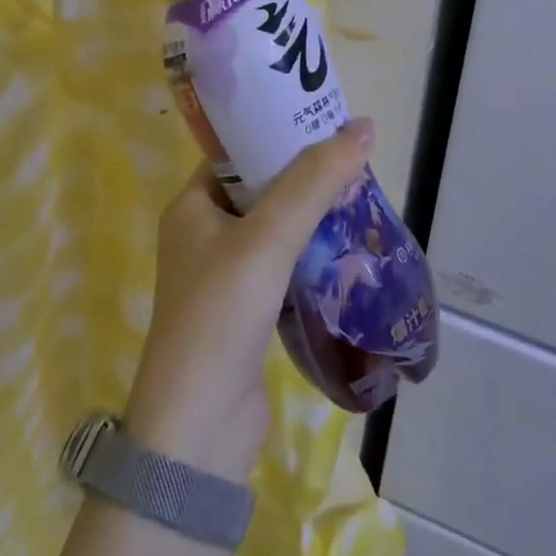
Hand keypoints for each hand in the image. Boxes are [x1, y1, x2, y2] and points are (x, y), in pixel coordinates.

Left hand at [124, 120, 375, 483]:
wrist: (199, 434)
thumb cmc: (221, 315)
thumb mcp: (268, 236)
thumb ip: (314, 181)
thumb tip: (363, 126)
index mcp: (192, 206)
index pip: (239, 152)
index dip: (279, 132)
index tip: (324, 121)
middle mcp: (204, 234)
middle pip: (263, 187)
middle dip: (306, 174)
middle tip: (352, 157)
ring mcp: (225, 275)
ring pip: (277, 226)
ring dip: (313, 213)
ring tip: (359, 193)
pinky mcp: (248, 310)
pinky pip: (284, 263)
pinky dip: (312, 251)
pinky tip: (347, 245)